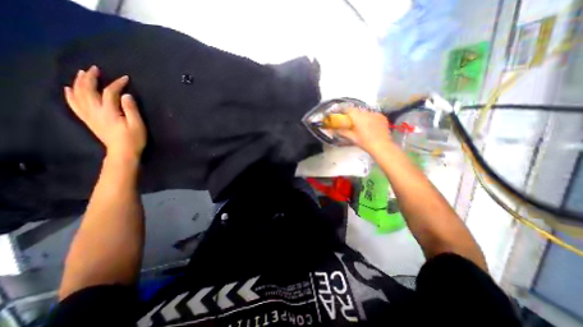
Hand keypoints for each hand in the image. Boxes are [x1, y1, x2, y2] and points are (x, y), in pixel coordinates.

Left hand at [63, 65, 146, 160]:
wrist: (122, 152)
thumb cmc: (134, 139)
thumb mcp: (137, 124)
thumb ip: (131, 109)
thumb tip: (126, 95)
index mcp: (109, 111)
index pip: (110, 92)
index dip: (117, 84)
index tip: (125, 78)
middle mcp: (95, 111)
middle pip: (88, 90)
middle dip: (91, 78)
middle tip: (95, 69)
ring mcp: (89, 115)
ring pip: (78, 95)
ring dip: (79, 83)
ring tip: (82, 74)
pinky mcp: (88, 120)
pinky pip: (74, 105)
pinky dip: (70, 95)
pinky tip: (69, 89)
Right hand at [335, 107, 393, 153]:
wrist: (382, 146)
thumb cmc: (365, 142)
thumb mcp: (352, 138)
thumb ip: (342, 132)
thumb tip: (333, 130)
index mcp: (358, 117)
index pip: (348, 109)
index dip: (343, 110)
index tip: (340, 114)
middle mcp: (367, 112)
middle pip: (357, 111)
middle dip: (353, 115)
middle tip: (351, 122)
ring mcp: (376, 114)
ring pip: (366, 113)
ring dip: (362, 117)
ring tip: (361, 125)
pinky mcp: (382, 117)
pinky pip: (373, 115)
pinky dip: (370, 119)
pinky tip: (370, 126)